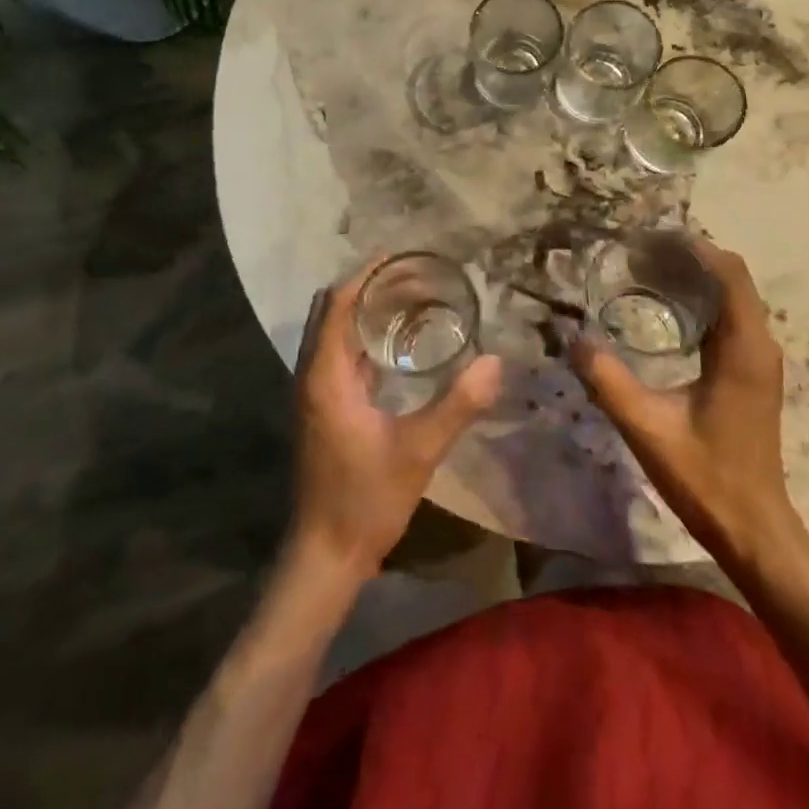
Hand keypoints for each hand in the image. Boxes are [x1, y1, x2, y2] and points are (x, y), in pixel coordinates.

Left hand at [289, 263, 502, 580]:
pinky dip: (363, 338)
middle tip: (412, 276)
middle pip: (331, 310)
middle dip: (366, 287)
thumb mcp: (418, 450)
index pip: (338, 303)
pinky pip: (339, 355)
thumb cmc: (366, 498)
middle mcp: (312, 374)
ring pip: (334, 332)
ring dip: (363, 311)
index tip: (400, 255)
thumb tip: (495, 361)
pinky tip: (400, 347)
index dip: (365, 274)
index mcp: (325, 374)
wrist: (326, 553)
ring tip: (410, 300)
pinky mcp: (323, 409)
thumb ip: (457, 405)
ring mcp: (315, 393)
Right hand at [570, 238, 808, 570]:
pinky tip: (665, 310)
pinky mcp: (753, 374)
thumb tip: (572, 337)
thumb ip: (608, 380)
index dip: (694, 248)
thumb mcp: (647, 428)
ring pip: (733, 298)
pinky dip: (701, 302)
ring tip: (646, 271)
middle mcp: (760, 346)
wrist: (754, 529)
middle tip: (638, 252)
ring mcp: (760, 361)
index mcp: (744, 349)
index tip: (650, 237)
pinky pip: (731, 319)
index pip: (729, 274)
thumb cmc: (706, 478)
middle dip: (690, 258)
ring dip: (696, 278)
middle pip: (732, 279)